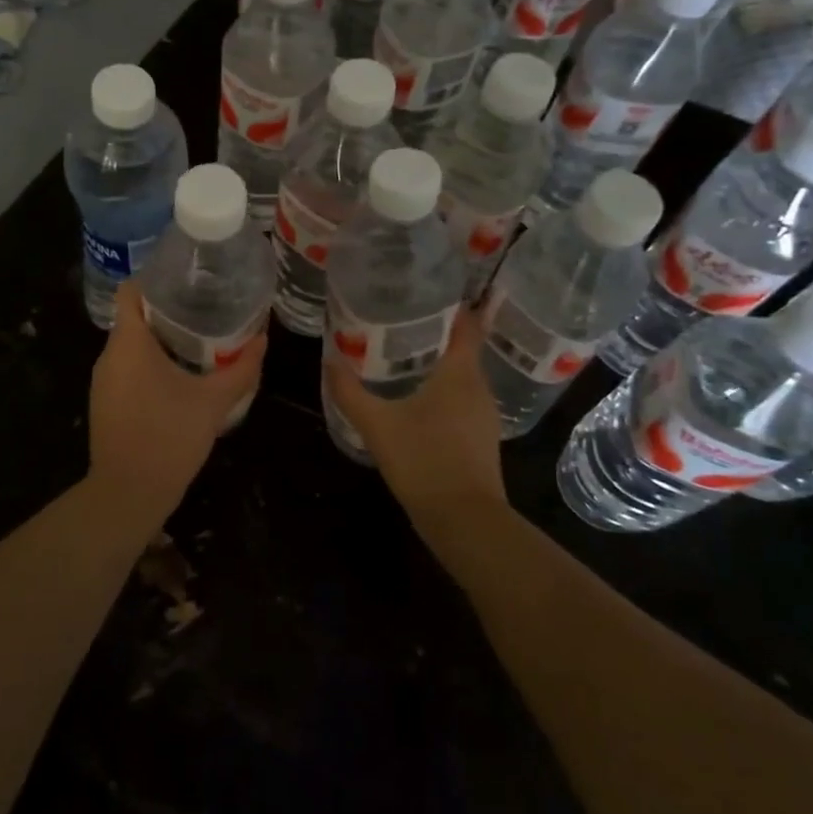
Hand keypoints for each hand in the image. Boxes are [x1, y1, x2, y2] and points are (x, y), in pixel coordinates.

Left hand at [88, 282, 266, 521]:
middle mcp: (109, 355)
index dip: (156, 279)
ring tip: (198, 337)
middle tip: (205, 307)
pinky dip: (150, 363)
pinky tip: (180, 374)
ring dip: (161, 339)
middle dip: (168, 309)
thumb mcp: (213, 402)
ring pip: (131, 344)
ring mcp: (103, 381)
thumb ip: (241, 369)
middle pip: (134, 315)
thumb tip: (263, 339)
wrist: (128, 495)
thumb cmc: (168, 438)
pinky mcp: (106, 402)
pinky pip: (128, 368)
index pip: (131, 290)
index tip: (188, 280)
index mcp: (128, 343)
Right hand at [325, 311, 505, 520]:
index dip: (450, 305)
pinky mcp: (481, 436)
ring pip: (462, 374)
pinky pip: (463, 398)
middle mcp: (479, 387)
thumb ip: (349, 392)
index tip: (423, 293)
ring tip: (402, 353)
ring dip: (438, 362)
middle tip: (399, 319)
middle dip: (435, 332)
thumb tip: (328, 359)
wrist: (465, 521)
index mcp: (461, 373)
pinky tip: (416, 397)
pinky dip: (443, 389)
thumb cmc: (424, 462)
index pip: (466, 324)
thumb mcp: (377, 425)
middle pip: (462, 347)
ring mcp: (484, 414)